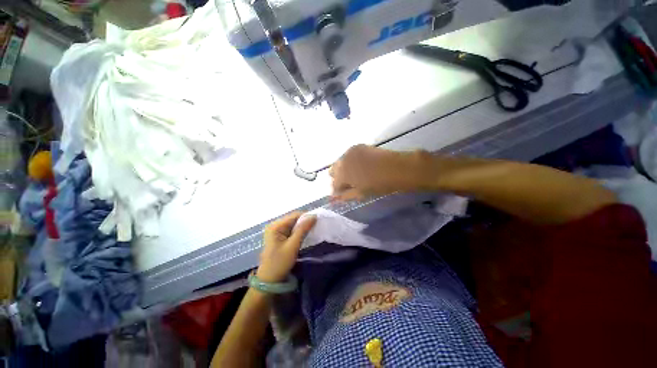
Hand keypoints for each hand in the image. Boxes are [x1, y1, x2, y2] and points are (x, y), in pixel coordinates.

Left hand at [256, 212, 316, 282]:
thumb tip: (313, 216)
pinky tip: (306, 235)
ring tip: (313, 230)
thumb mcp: (293, 245)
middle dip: (305, 222)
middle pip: (294, 219)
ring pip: (294, 224)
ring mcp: (277, 231)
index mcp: (276, 226)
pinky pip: (292, 230)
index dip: (307, 216)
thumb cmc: (280, 263)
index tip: (318, 221)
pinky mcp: (279, 237)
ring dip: (303, 227)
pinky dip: (299, 232)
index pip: (294, 215)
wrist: (270, 280)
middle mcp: (275, 225)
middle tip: (317, 226)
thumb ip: (303, 229)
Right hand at [330, 145, 431, 200]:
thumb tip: (334, 198)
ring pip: (340, 162)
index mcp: (342, 174)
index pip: (333, 184)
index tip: (343, 194)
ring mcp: (350, 151)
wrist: (397, 168)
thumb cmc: (379, 184)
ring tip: (355, 176)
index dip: (337, 191)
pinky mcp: (358, 146)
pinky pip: (348, 156)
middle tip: (349, 185)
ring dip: (343, 170)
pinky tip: (360, 166)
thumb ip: (345, 195)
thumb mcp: (360, 193)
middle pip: (333, 170)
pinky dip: (349, 162)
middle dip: (338, 178)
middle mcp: (342, 160)